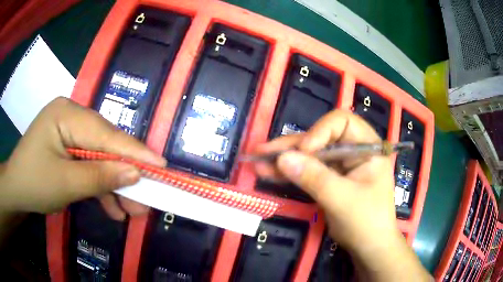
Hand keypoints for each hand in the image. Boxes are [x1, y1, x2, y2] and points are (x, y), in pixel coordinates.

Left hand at [0, 97, 165, 219]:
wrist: (15, 191)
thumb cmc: (33, 183)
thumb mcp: (65, 184)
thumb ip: (100, 176)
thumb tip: (135, 173)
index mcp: (67, 114)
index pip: (106, 133)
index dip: (134, 152)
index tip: (161, 166)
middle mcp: (72, 117)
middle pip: (105, 145)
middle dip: (124, 174)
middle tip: (145, 199)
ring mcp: (70, 132)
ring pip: (100, 158)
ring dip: (114, 185)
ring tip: (131, 211)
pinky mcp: (69, 148)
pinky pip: (89, 164)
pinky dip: (100, 186)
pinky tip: (111, 208)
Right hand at [254, 110, 431, 280]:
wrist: (369, 248)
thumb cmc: (367, 222)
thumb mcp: (342, 200)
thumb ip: (314, 178)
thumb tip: (282, 158)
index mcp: (368, 147)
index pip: (342, 122)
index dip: (320, 131)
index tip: (304, 150)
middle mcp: (353, 150)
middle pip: (320, 137)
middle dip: (292, 145)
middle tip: (263, 151)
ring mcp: (340, 166)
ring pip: (310, 155)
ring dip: (284, 158)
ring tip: (258, 161)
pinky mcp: (329, 179)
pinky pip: (307, 170)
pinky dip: (289, 172)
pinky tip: (268, 172)